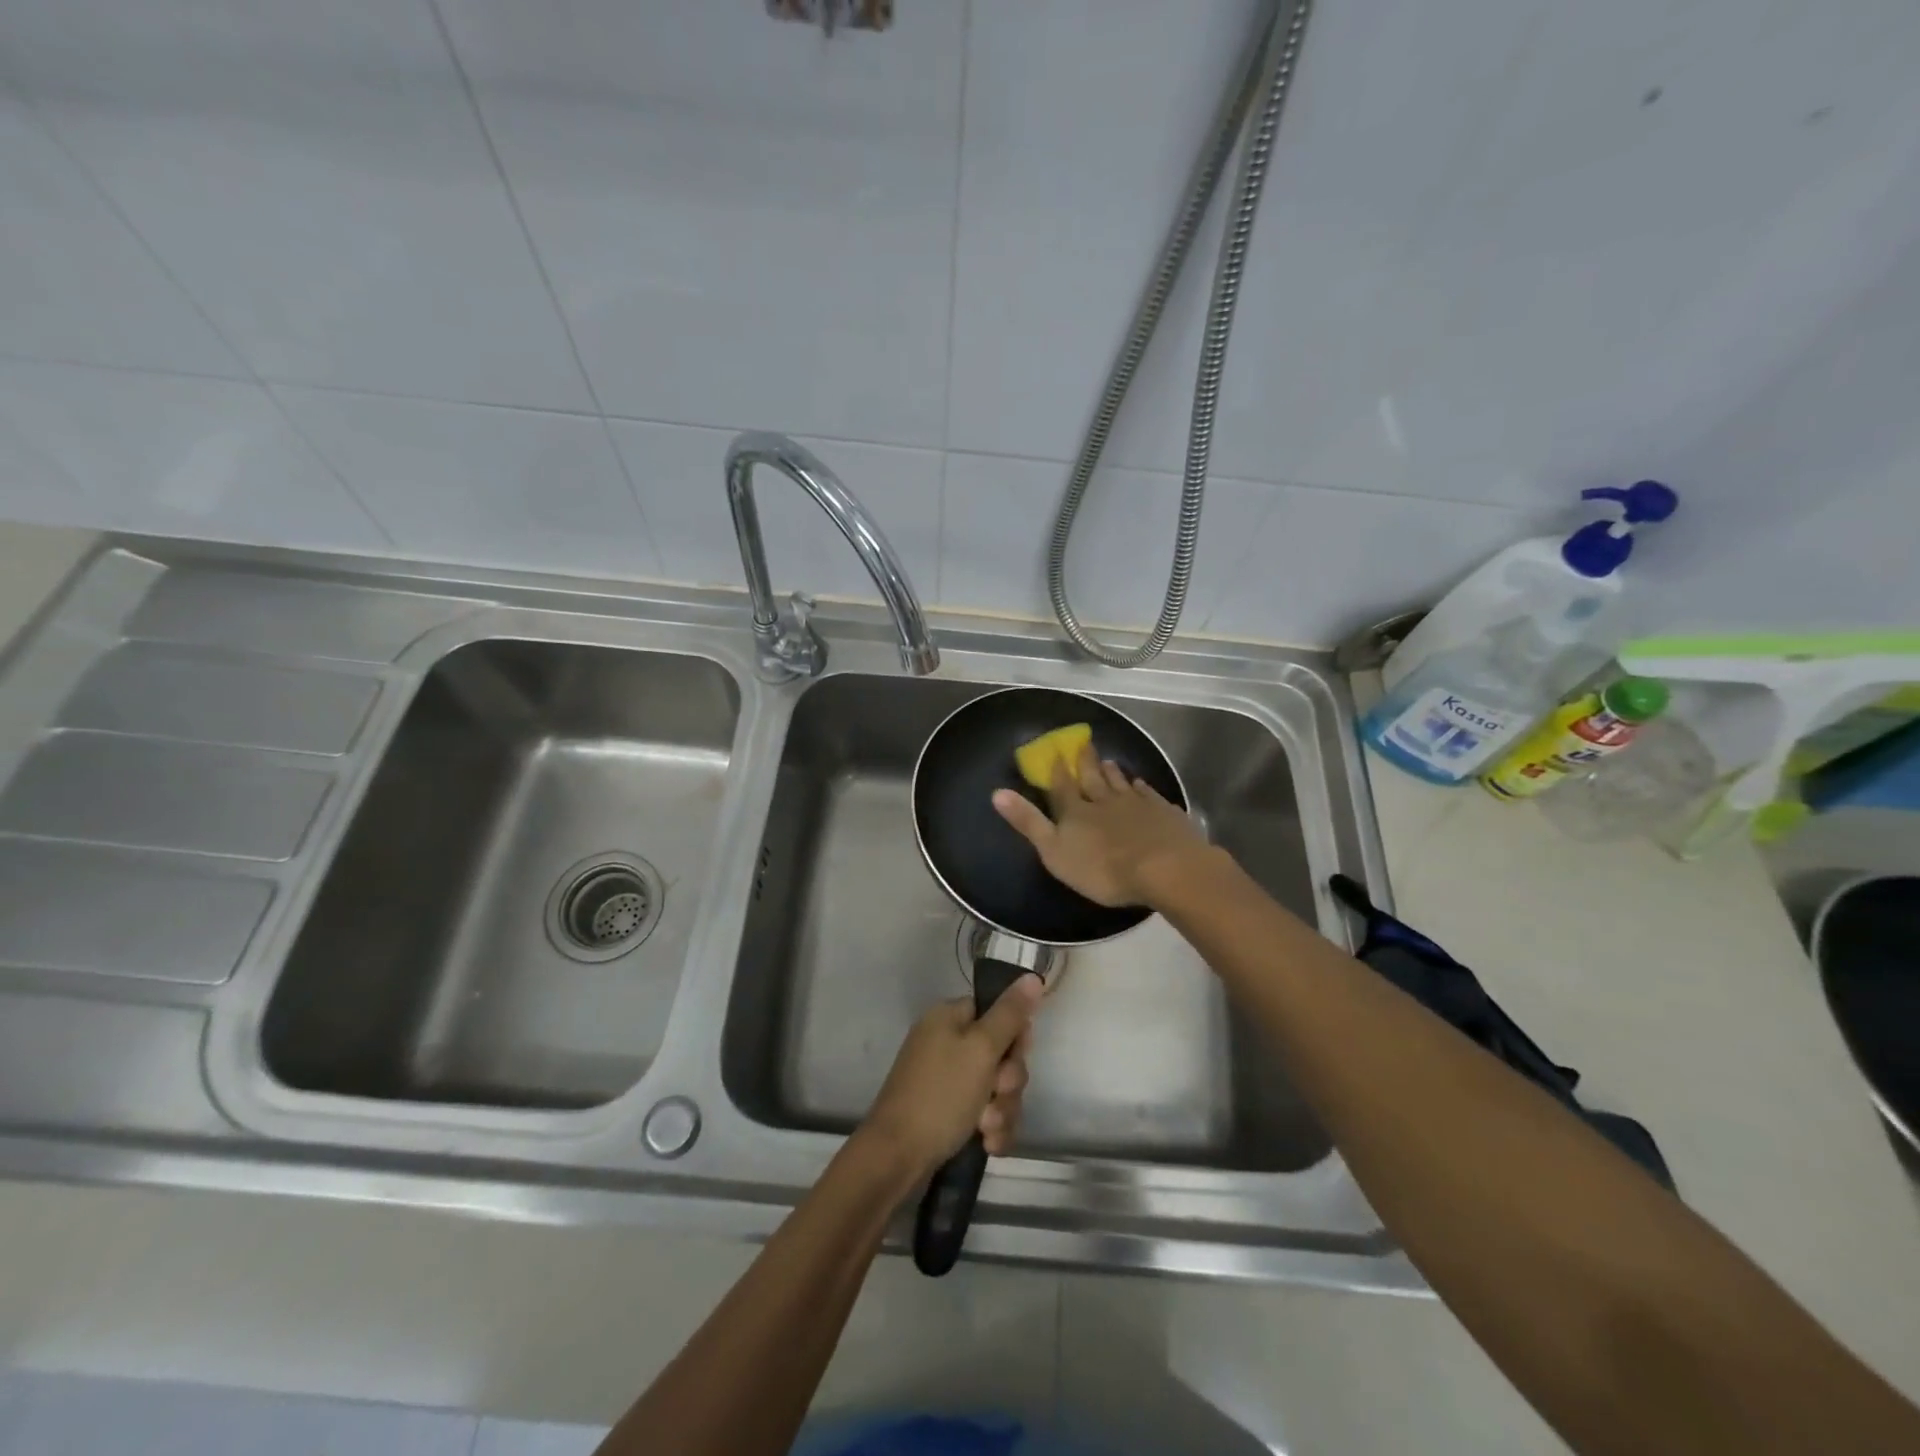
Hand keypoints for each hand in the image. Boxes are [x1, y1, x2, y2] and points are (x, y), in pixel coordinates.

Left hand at [862, 975, 1042, 1179]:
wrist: (897, 1157)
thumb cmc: (941, 1094)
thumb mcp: (981, 1049)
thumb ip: (1010, 1014)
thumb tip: (1031, 976)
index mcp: (949, 1017)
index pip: (997, 1012)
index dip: (1014, 1036)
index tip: (1017, 1055)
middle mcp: (948, 1042)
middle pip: (1001, 1052)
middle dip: (1008, 1081)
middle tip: (997, 1093)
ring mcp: (948, 1079)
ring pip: (998, 1087)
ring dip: (1002, 1109)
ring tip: (987, 1128)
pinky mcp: (950, 1112)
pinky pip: (986, 1112)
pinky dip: (991, 1127)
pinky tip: (987, 1144)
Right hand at [992, 748, 1209, 906]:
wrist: (1164, 868)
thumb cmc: (1103, 869)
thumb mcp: (1055, 851)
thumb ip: (1028, 823)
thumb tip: (997, 793)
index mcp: (1076, 812)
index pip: (1063, 787)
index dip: (1058, 770)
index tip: (1056, 752)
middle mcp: (1105, 801)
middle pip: (1093, 779)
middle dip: (1086, 762)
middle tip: (1084, 743)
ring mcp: (1137, 805)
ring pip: (1121, 783)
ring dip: (1113, 772)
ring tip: (1108, 760)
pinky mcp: (1163, 813)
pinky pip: (1149, 795)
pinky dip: (1142, 788)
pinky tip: (1141, 784)